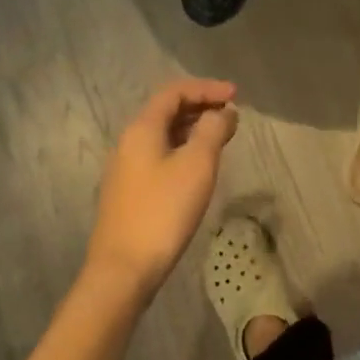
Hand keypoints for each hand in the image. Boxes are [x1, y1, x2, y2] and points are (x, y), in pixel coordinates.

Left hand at [83, 79, 239, 294]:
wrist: (123, 270)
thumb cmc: (163, 211)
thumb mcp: (197, 166)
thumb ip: (212, 131)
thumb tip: (222, 112)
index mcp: (143, 128)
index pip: (174, 92)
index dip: (206, 88)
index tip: (236, 95)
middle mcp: (129, 141)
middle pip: (167, 111)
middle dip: (201, 107)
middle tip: (232, 115)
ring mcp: (126, 168)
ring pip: (164, 135)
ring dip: (193, 129)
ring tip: (222, 137)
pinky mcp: (129, 192)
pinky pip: (159, 155)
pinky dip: (183, 149)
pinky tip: (199, 167)